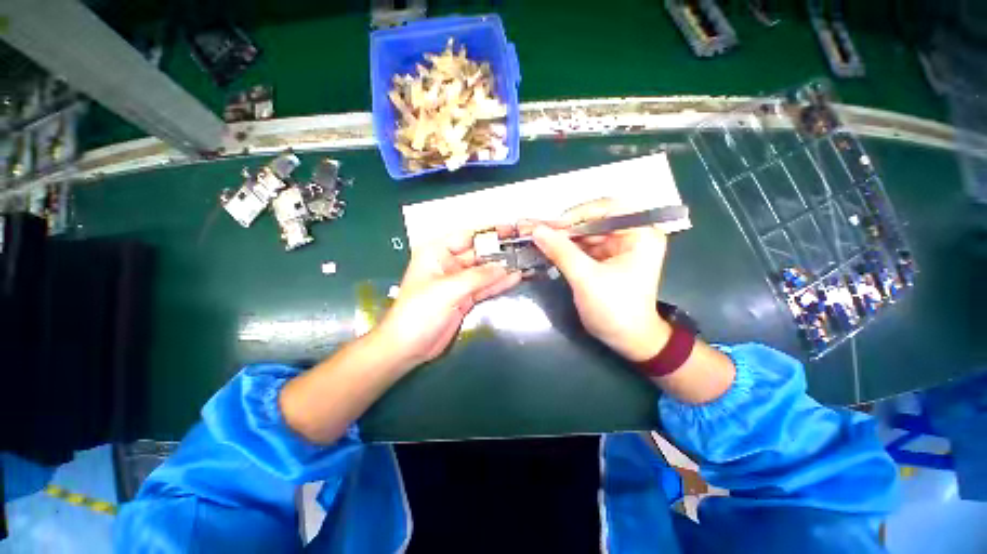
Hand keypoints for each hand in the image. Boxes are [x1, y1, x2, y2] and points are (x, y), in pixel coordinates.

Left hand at [375, 229, 521, 367]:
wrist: (409, 347)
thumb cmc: (419, 312)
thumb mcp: (448, 289)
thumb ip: (477, 277)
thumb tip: (503, 267)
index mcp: (437, 253)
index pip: (467, 236)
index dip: (489, 233)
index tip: (511, 231)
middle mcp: (448, 264)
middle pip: (478, 253)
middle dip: (499, 252)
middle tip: (524, 248)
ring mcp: (458, 282)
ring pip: (484, 271)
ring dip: (502, 268)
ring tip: (524, 261)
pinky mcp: (465, 298)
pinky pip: (484, 287)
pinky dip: (498, 283)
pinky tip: (514, 277)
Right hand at [528, 198, 670, 361]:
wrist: (628, 340)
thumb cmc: (615, 309)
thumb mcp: (586, 278)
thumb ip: (561, 251)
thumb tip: (537, 230)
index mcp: (640, 234)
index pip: (607, 208)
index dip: (578, 214)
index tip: (551, 226)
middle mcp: (631, 234)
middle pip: (594, 220)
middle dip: (565, 228)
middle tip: (537, 232)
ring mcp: (618, 247)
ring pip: (585, 233)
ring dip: (562, 238)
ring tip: (538, 239)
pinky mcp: (606, 258)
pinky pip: (583, 246)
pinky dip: (566, 248)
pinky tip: (548, 249)